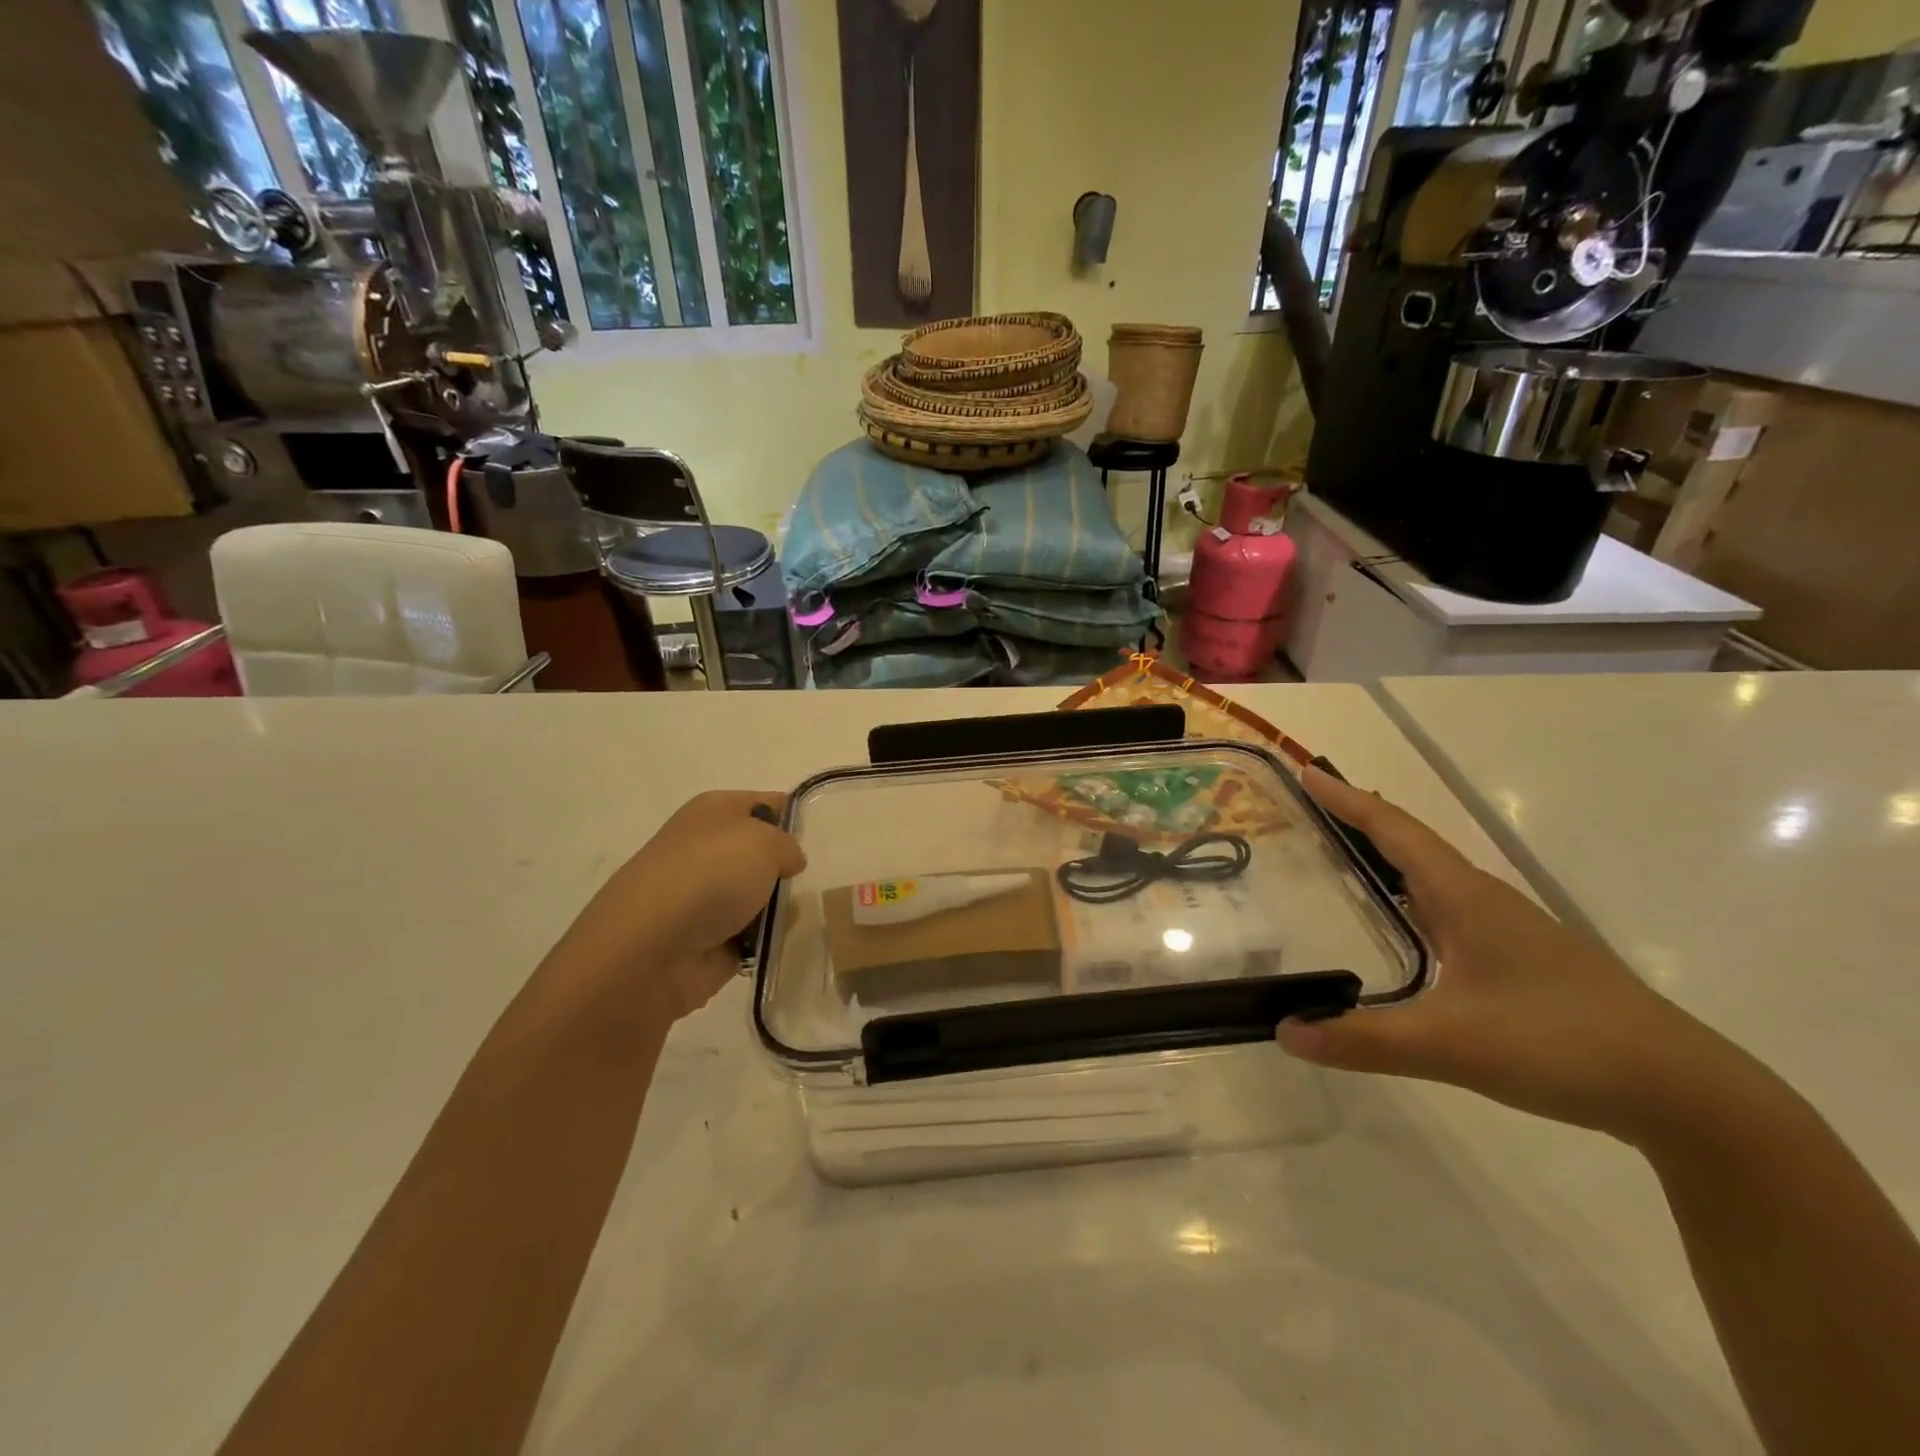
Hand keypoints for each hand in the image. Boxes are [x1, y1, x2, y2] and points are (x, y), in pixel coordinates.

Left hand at [548, 790, 805, 1028]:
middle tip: (821, 878)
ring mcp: (706, 897)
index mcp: (715, 811)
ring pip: (761, 895)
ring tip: (806, 913)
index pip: (769, 802)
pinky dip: (767, 939)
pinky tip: (782, 941)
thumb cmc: (708, 877)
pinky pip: (754, 935)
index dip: (798, 816)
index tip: (829, 836)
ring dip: (781, 906)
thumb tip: (787, 862)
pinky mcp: (710, 941)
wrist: (648, 951)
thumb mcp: (765, 841)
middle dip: (791, 867)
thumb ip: (789, 845)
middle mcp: (708, 849)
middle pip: (765, 852)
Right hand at [1279, 768, 1737, 1143]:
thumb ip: (1364, 1039)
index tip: (1307, 773)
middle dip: (1361, 821)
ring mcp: (1508, 932)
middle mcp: (1484, 901)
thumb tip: (1285, 1031)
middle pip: (1412, 844)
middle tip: (1312, 809)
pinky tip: (1402, 926)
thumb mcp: (1452, 1045)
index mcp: (1466, 898)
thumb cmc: (1562, 1045)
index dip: (1347, 800)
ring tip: (1343, 856)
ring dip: (1387, 858)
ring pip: (1433, 878)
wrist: (1686, 1094)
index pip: (1394, 832)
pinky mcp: (1522, 963)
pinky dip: (1410, 898)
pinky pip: (1447, 911)